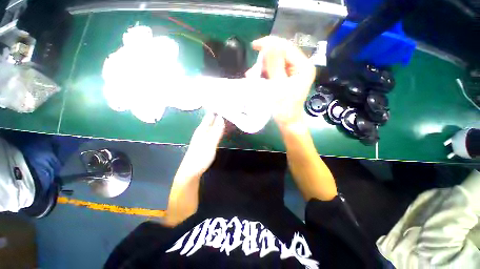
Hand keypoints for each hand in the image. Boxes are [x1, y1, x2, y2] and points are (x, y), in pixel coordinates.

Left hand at [181, 112, 224, 176]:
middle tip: (229, 107)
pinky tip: (222, 127)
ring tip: (228, 114)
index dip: (217, 108)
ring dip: (219, 120)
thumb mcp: (210, 144)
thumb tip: (222, 118)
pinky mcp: (205, 141)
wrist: (191, 170)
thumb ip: (216, 131)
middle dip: (219, 113)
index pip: (210, 115)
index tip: (225, 103)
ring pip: (212, 124)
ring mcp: (203, 136)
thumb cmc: (200, 157)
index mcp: (202, 129)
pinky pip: (213, 130)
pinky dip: (218, 127)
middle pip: (211, 119)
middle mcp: (202, 130)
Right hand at [246, 36, 315, 127]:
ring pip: (276, 62)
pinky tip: (258, 77)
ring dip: (263, 67)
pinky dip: (266, 73)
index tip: (254, 45)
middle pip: (281, 54)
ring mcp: (294, 72)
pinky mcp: (288, 78)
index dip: (270, 43)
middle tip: (252, 70)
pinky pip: (276, 70)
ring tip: (252, 76)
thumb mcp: (278, 86)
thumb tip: (269, 44)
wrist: (288, 121)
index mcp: (303, 66)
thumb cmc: (284, 108)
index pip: (286, 47)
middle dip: (265, 60)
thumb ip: (274, 65)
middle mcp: (300, 66)